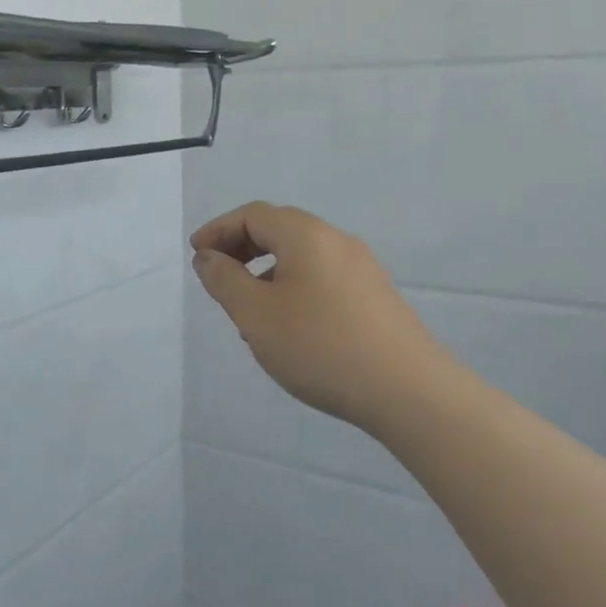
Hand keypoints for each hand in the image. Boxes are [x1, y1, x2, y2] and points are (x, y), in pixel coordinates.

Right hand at [191, 202, 451, 431]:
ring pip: (301, 256)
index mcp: (306, 235)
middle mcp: (337, 241)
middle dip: (241, 248)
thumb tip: (207, 257)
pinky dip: (293, 287)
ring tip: (248, 312)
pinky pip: (322, 277)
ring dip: (266, 271)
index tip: (196, 255)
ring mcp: (362, 268)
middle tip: (217, 277)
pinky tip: (288, 327)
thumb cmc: (319, 346)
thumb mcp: (255, 314)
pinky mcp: (375, 296)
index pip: (253, 215)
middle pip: (280, 229)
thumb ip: (224, 280)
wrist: (408, 391)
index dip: (218, 230)